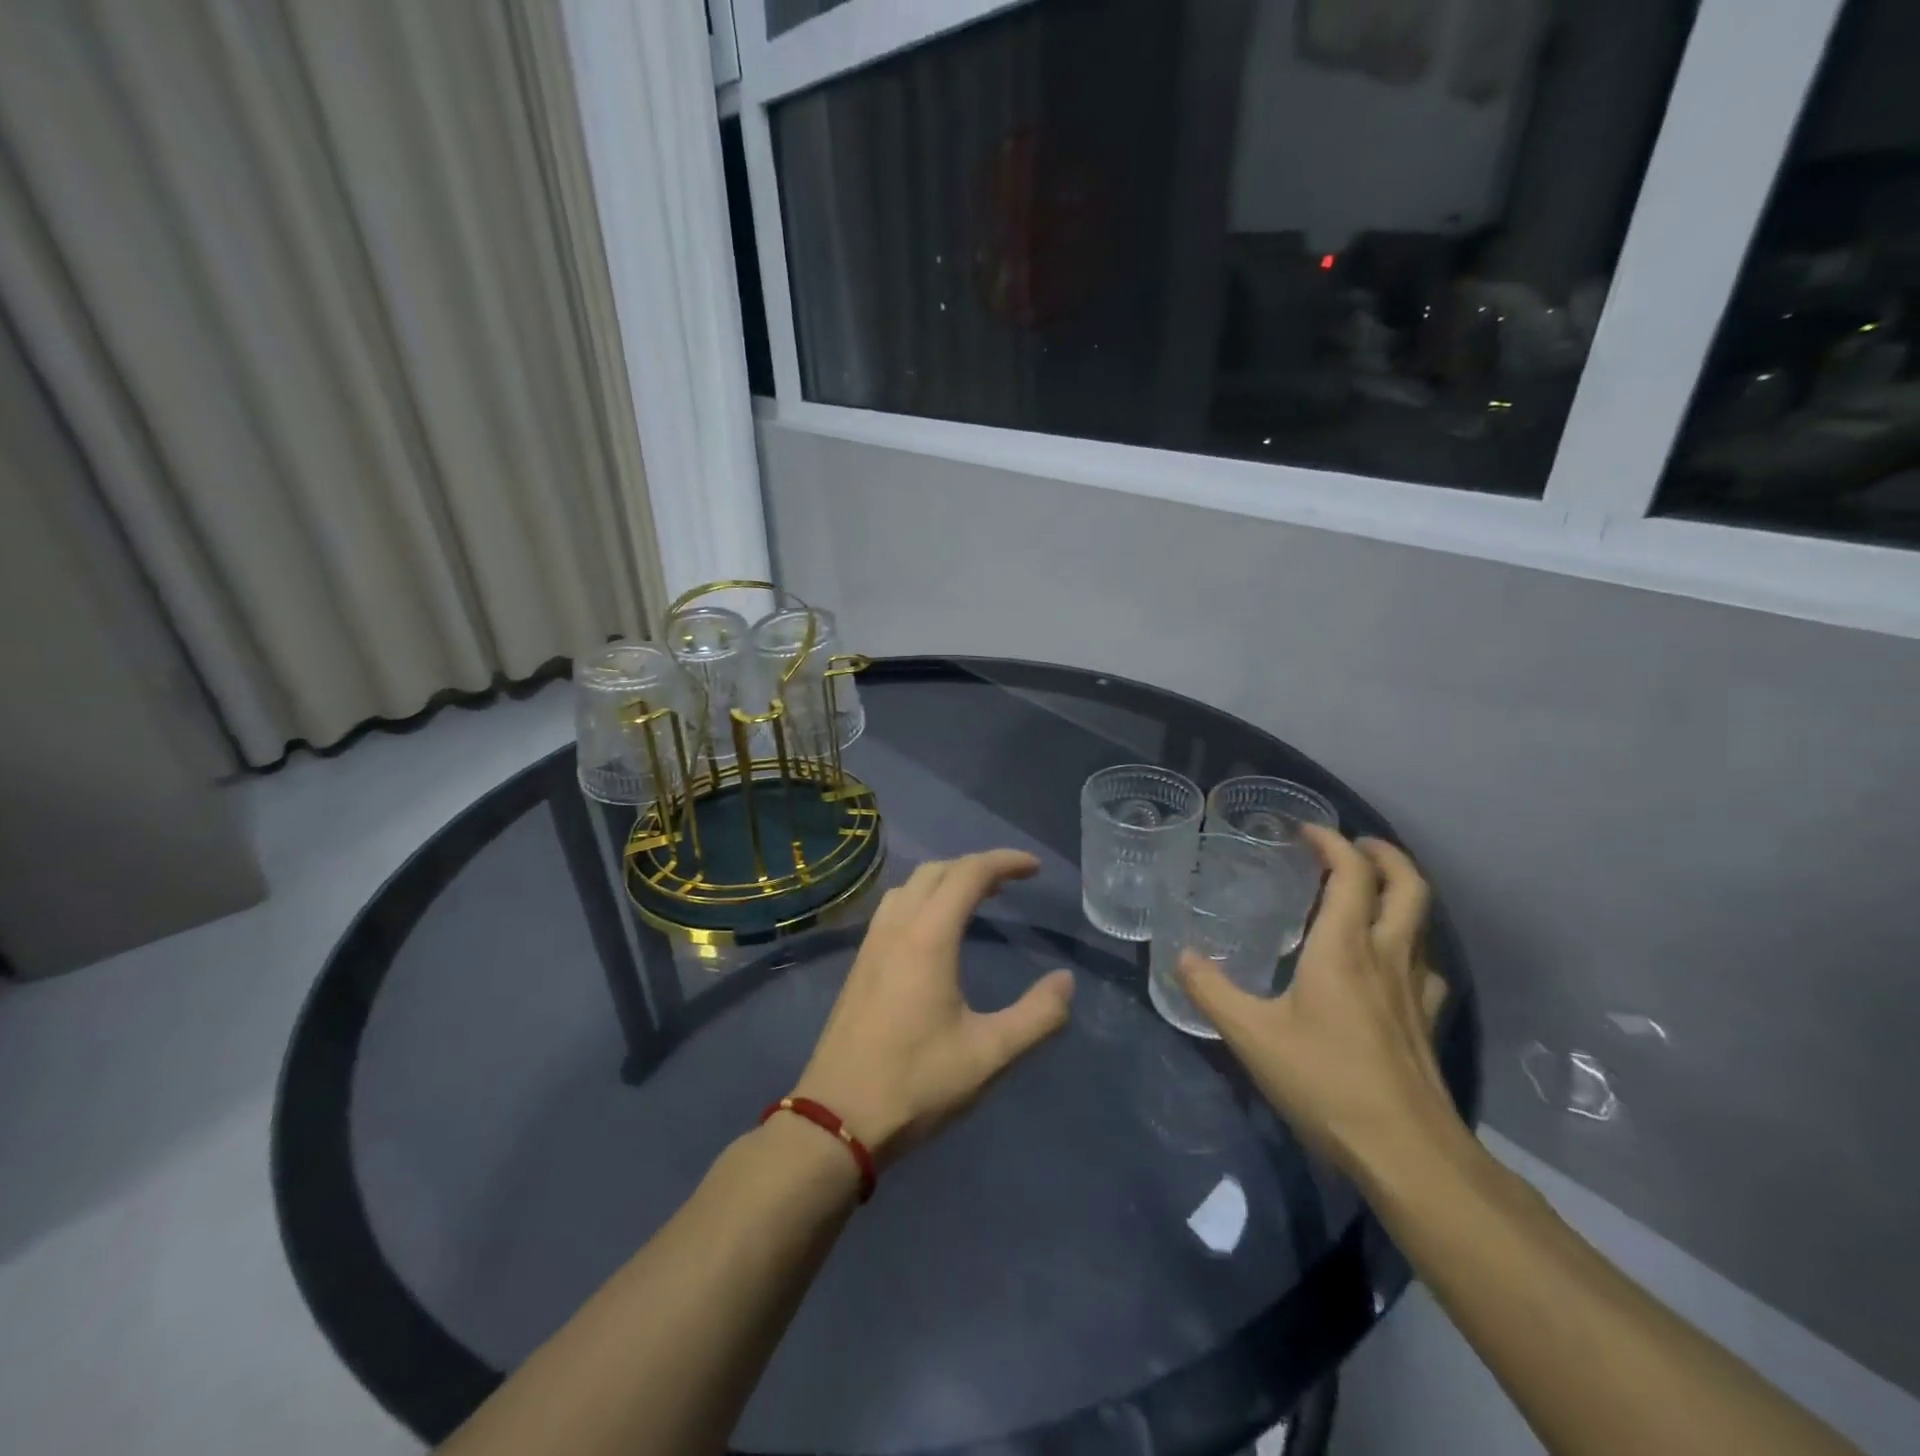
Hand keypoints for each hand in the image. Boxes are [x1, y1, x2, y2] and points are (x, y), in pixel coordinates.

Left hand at [792, 850, 1074, 1164]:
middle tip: (1010, 883)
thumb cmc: (916, 1083)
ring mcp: (871, 945)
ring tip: (975, 900)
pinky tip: (934, 932)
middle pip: (936, 872)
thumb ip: (1037, 1016)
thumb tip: (1065, 981)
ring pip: (909, 887)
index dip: (1004, 862)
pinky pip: (893, 908)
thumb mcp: (990, 1055)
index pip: (969, 874)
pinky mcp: (859, 965)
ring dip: (945, 880)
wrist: (836, 1119)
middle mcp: (896, 928)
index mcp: (928, 938)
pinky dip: (922, 899)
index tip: (1034, 869)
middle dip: (976, 867)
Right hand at [1178, 826, 1457, 1181]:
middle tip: (1354, 845)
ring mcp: (1414, 990)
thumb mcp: (1250, 1035)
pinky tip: (1387, 964)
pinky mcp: (1427, 1022)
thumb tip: (1179, 956)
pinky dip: (1408, 945)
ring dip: (1399, 894)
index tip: (1305, 830)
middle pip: (1408, 886)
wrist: (1406, 1153)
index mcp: (1345, 948)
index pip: (1352, 874)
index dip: (1332, 842)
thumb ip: (1210, 990)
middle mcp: (1387, 956)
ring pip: (1422, 923)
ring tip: (1367, 894)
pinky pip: (1426, 965)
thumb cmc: (1325, 1083)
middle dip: (1383, 854)